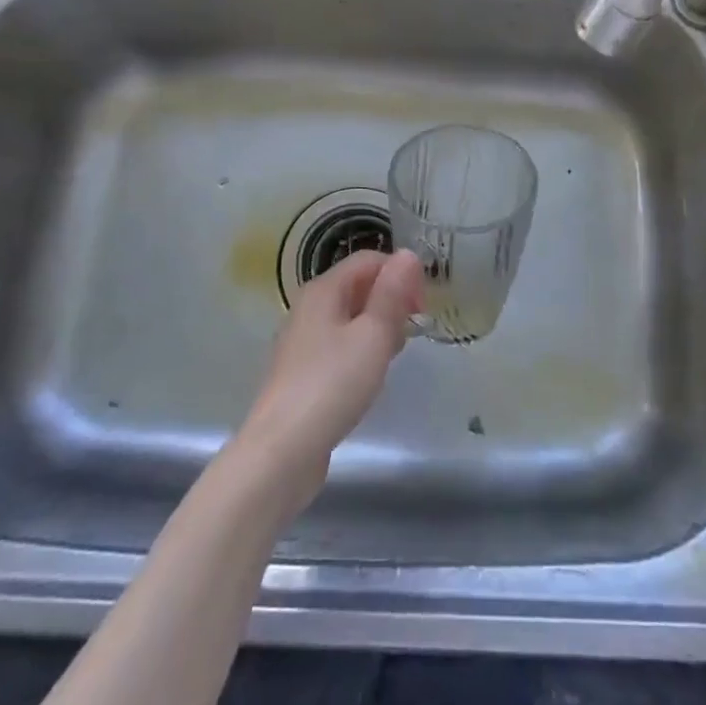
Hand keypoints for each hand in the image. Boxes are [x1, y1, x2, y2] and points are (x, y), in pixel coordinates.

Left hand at [232, 249, 423, 511]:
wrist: (282, 450)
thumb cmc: (333, 384)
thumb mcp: (373, 335)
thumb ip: (392, 294)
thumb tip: (408, 253)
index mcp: (324, 289)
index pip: (369, 260)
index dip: (401, 275)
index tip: (423, 308)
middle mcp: (310, 307)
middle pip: (359, 286)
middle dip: (391, 302)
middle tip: (411, 333)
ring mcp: (303, 340)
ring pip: (351, 318)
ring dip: (378, 328)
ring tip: (393, 357)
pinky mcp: (303, 372)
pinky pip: (340, 345)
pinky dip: (361, 351)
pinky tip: (369, 378)